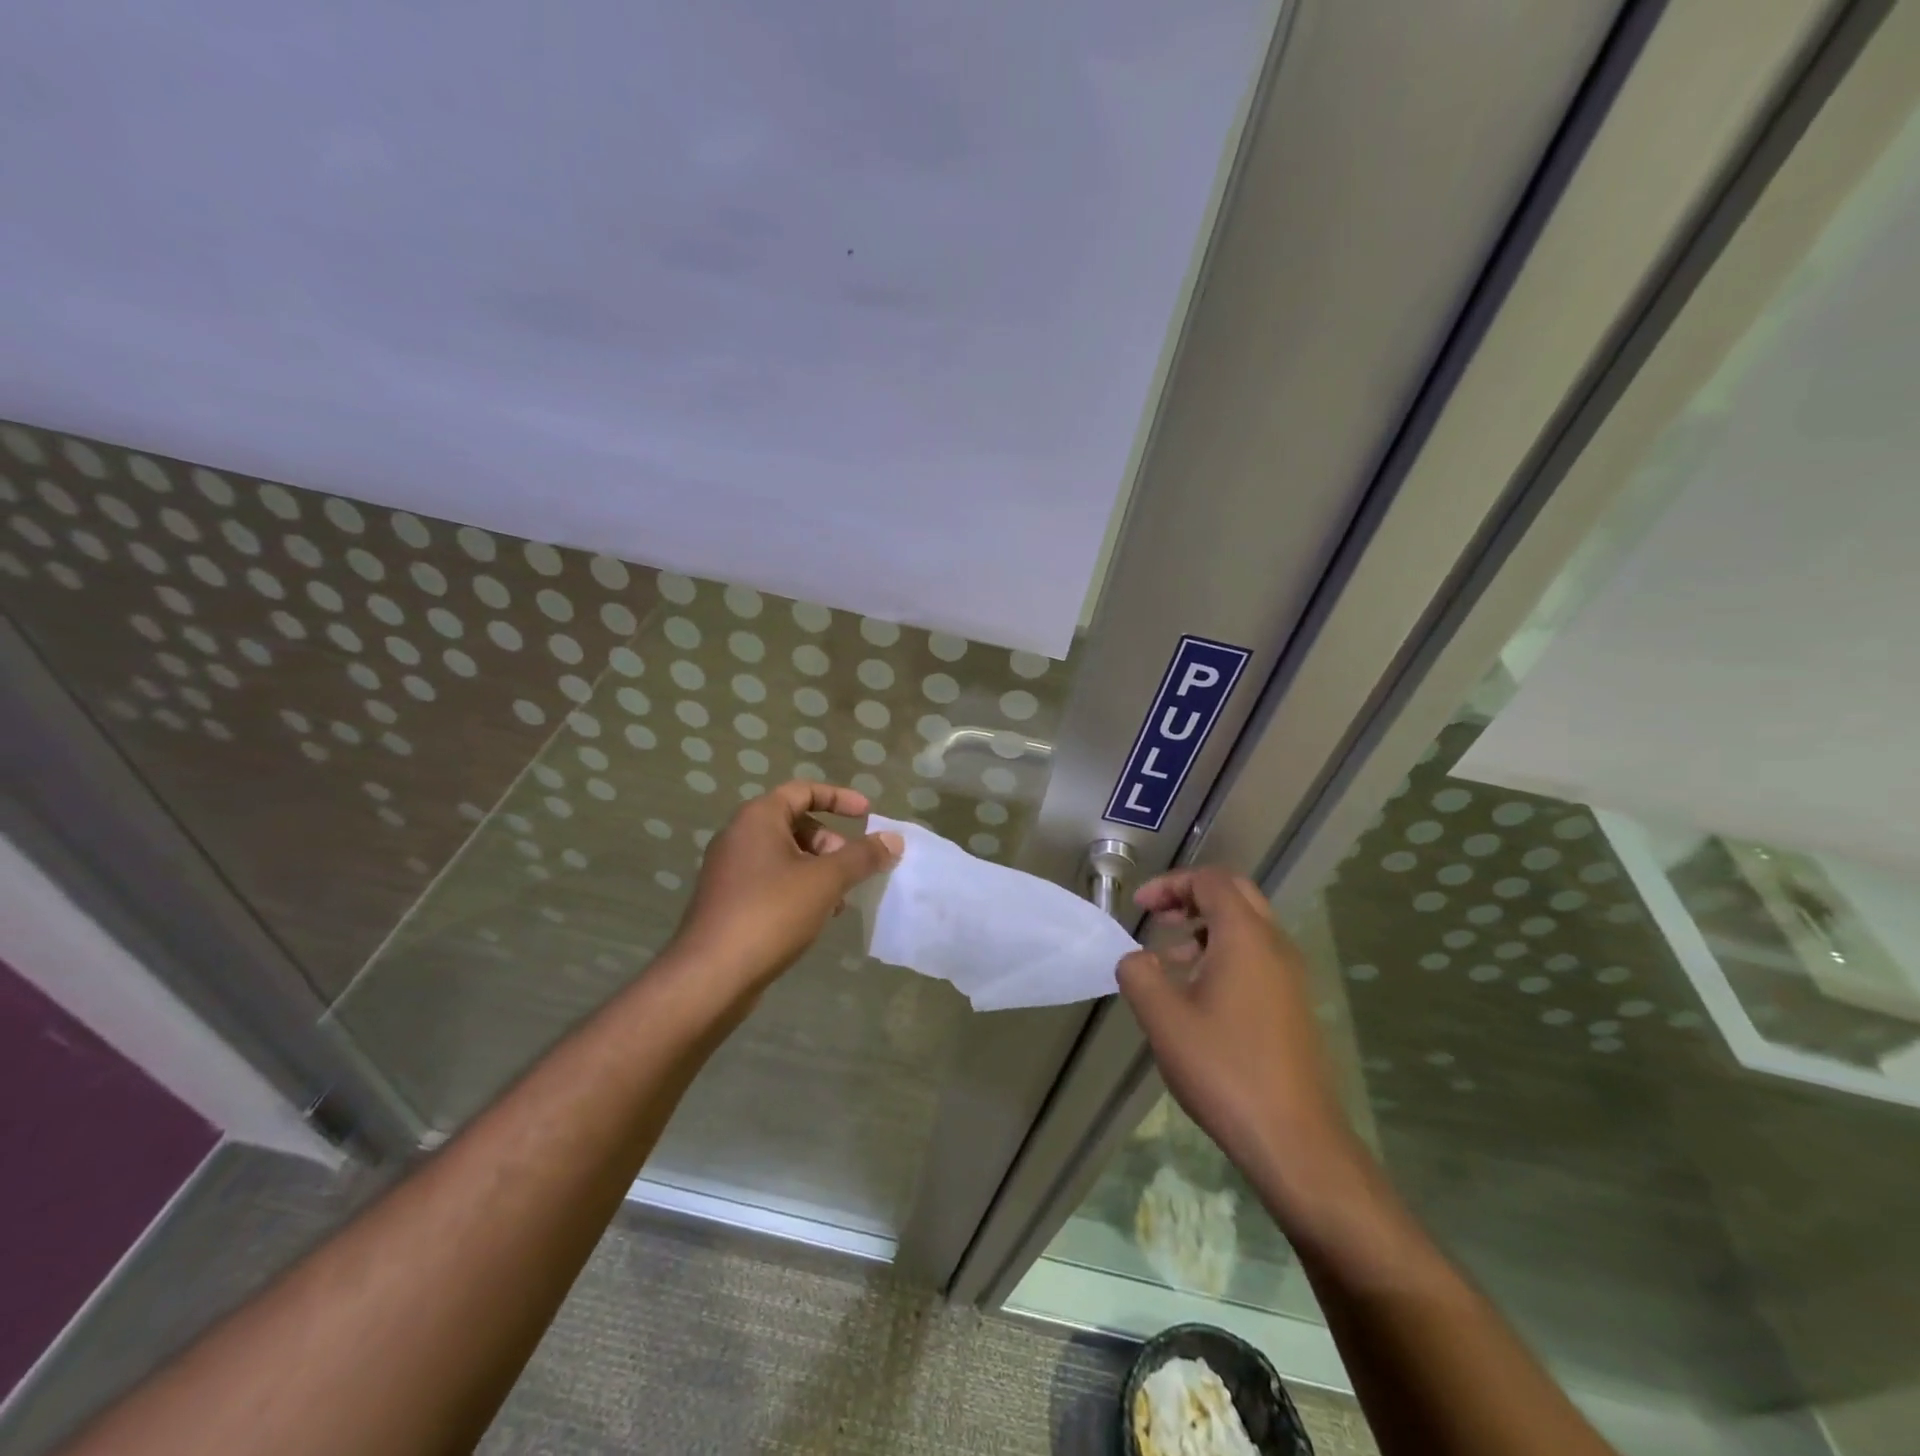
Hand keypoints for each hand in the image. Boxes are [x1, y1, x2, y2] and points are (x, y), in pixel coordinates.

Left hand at [668, 781, 902, 997]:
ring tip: (840, 900)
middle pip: (795, 824)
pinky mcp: (728, 901)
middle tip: (853, 868)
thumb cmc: (771, 913)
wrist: (711, 975)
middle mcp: (739, 836)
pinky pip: (771, 881)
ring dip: (819, 870)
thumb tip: (893, 839)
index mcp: (758, 819)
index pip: (803, 791)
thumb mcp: (826, 880)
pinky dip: (799, 888)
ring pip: (785, 856)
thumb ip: (862, 856)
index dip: (839, 798)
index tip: (868, 814)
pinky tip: (816, 918)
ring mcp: (730, 870)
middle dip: (831, 842)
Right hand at [1118, 867, 1361, 1200]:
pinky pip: (1258, 957)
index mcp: (1246, 937)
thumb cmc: (1224, 1069)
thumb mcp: (1163, 1019)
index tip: (1139, 908)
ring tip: (1170, 958)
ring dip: (1207, 928)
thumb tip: (1137, 959)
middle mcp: (1275, 946)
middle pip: (1235, 894)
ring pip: (1248, 927)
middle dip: (1192, 897)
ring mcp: (1291, 976)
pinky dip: (1224, 954)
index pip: (1210, 881)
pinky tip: (1199, 995)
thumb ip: (1139, 974)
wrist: (1295, 1140)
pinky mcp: (1295, 1005)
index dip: (1170, 884)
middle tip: (1158, 917)